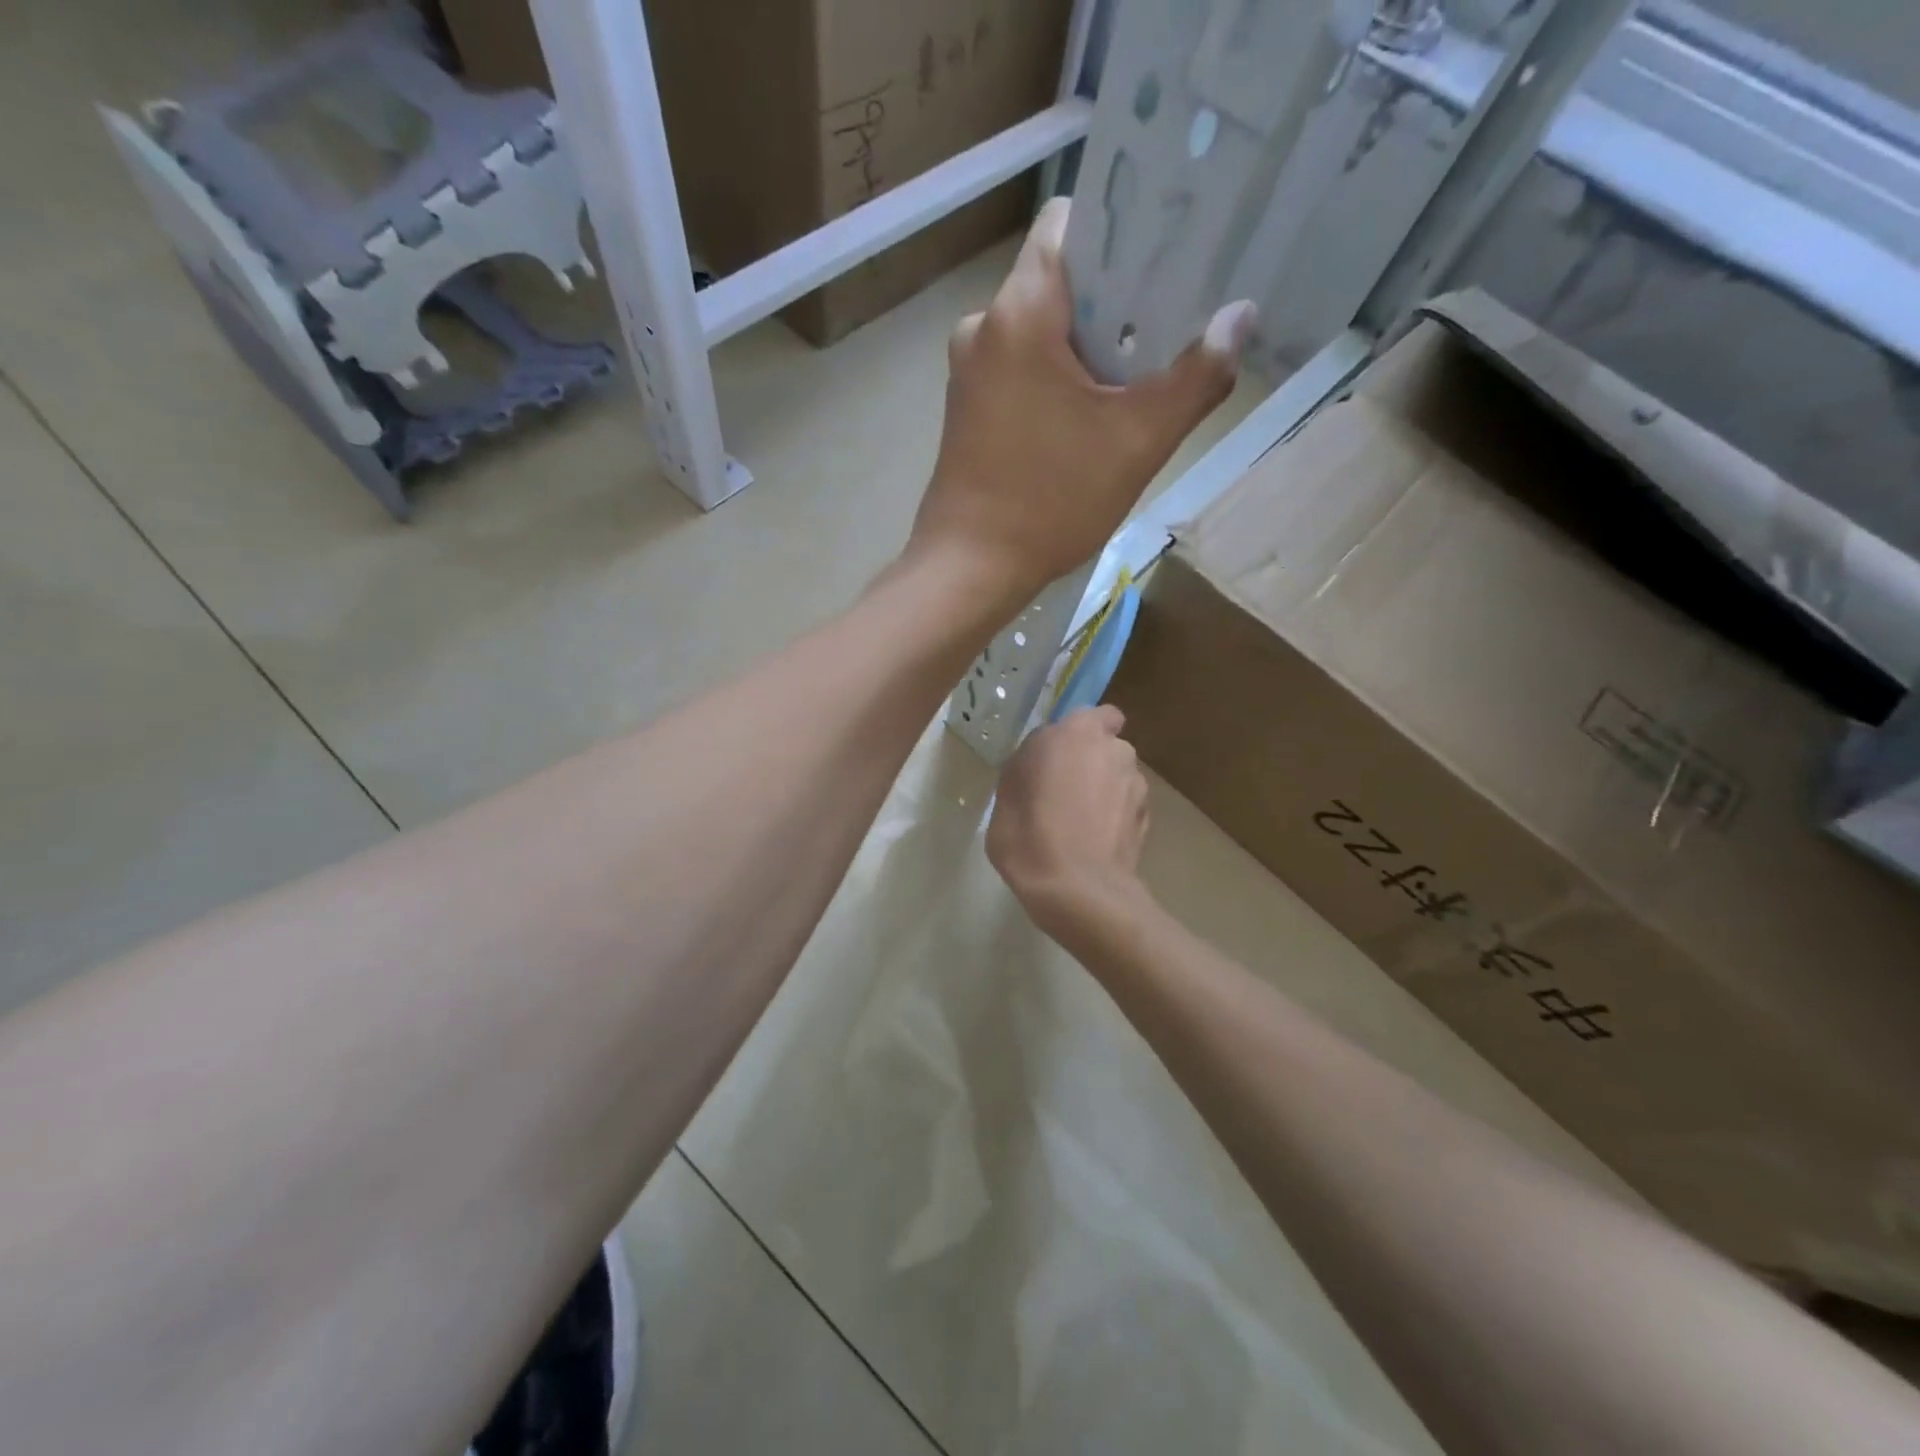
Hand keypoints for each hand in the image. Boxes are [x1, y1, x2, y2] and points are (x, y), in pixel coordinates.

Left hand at [909, 198, 1255, 602]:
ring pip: (1042, 330)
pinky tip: (1089, 417)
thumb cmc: (1050, 501)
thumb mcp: (1138, 441)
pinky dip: (1057, 379)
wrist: (969, 570)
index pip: (1072, 221)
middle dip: (1117, 299)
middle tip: (1170, 327)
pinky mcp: (966, 410)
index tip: (1169, 255)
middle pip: (1062, 280)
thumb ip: (1196, 376)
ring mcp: (969, 372)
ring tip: (1136, 379)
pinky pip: (1021, 369)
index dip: (1124, 226)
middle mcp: (984, 326)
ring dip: (1089, 347)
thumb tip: (1241, 318)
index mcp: (1020, 310)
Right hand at [987, 705, 1151, 936]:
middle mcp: (1116, 749)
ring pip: (1119, 777)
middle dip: (1091, 761)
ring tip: (1080, 824)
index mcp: (1078, 732)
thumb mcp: (1006, 792)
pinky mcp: (1148, 819)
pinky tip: (1095, 843)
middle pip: (1106, 746)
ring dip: (1104, 790)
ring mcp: (1138, 785)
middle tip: (1063, 791)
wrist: (1078, 890)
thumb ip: (1028, 763)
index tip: (1058, 755)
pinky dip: (1115, 817)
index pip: (1095, 714)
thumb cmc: (1029, 833)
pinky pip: (1126, 808)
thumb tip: (1042, 759)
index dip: (1079, 733)